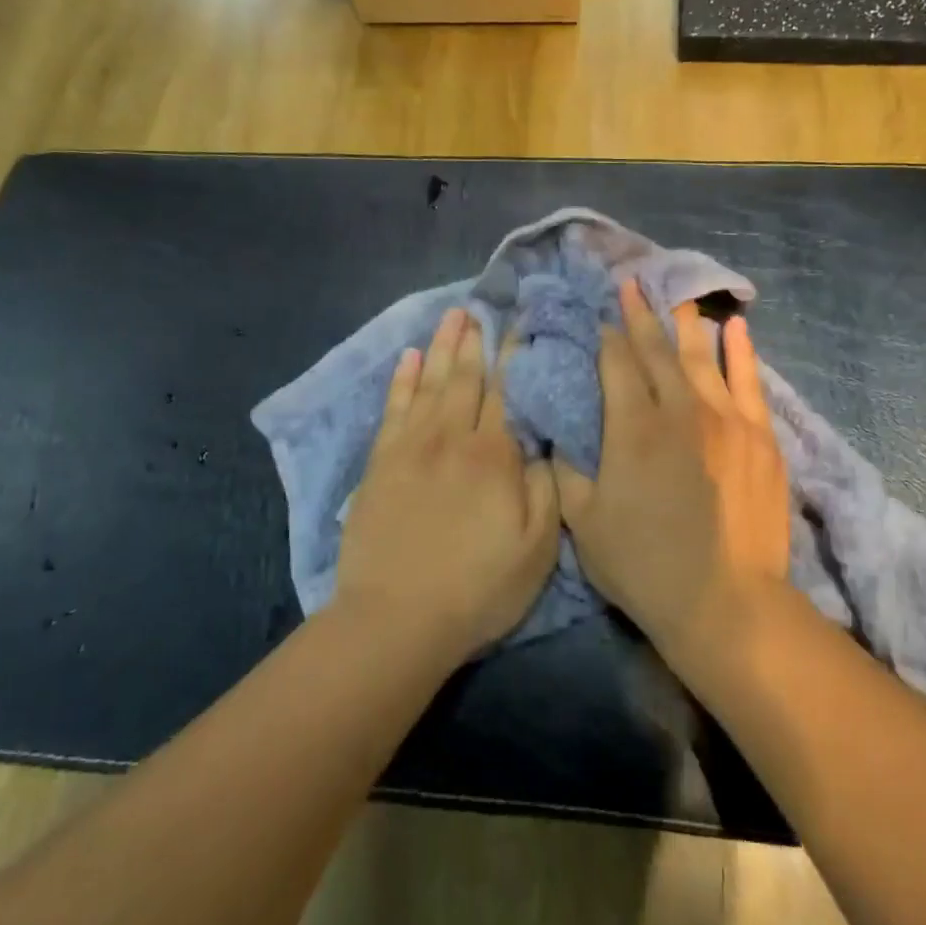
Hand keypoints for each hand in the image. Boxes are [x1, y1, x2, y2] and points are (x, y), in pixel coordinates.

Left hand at [338, 308, 559, 658]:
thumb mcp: (536, 547)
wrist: (396, 619)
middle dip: (475, 339)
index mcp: (494, 454)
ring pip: (430, 382)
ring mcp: (411, 446)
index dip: (515, 354)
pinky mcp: (381, 462)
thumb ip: (544, 486)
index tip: (521, 323)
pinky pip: (394, 407)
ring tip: (452, 316)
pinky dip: (402, 379)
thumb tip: (541, 441)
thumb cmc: (477, 587)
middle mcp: (452, 437)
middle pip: (466, 377)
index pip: (508, 390)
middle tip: (480, 306)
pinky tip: (409, 357)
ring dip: (443, 346)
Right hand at [552, 279, 790, 659]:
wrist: (725, 601)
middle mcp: (679, 409)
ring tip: (676, 295)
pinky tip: (736, 327)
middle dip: (641, 315)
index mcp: (633, 427)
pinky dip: (741, 351)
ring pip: (701, 357)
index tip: (603, 315)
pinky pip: (749, 380)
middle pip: (657, 351)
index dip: (608, 336)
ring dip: (685, 324)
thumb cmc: (644, 564)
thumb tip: (556, 437)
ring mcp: (725, 419)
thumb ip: (566, 472)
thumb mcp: (584, 522)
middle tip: (632, 284)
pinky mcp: (759, 436)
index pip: (617, 364)